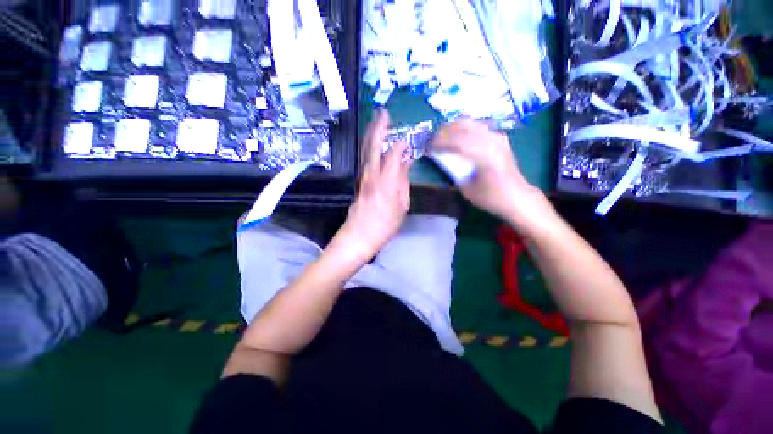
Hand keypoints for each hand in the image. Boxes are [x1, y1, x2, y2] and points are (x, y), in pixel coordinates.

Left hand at [338, 109, 411, 256]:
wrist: (359, 235)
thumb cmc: (385, 224)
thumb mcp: (402, 205)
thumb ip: (403, 182)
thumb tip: (405, 163)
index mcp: (386, 180)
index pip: (393, 153)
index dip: (401, 144)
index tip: (408, 140)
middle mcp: (371, 174)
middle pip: (373, 144)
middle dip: (378, 126)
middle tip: (383, 112)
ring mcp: (362, 176)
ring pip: (366, 150)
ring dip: (371, 134)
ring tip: (377, 122)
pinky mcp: (358, 181)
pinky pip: (364, 159)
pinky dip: (369, 147)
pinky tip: (373, 144)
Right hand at [432, 119, 550, 226]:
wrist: (517, 197)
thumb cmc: (490, 197)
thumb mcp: (467, 188)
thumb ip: (454, 170)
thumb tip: (441, 157)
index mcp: (484, 156)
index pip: (456, 141)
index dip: (439, 142)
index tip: (428, 147)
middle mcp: (492, 141)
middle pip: (463, 127)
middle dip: (444, 132)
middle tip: (433, 140)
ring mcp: (497, 137)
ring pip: (471, 123)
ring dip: (454, 127)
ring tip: (443, 136)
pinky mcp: (500, 137)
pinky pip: (478, 126)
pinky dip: (465, 128)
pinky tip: (459, 135)